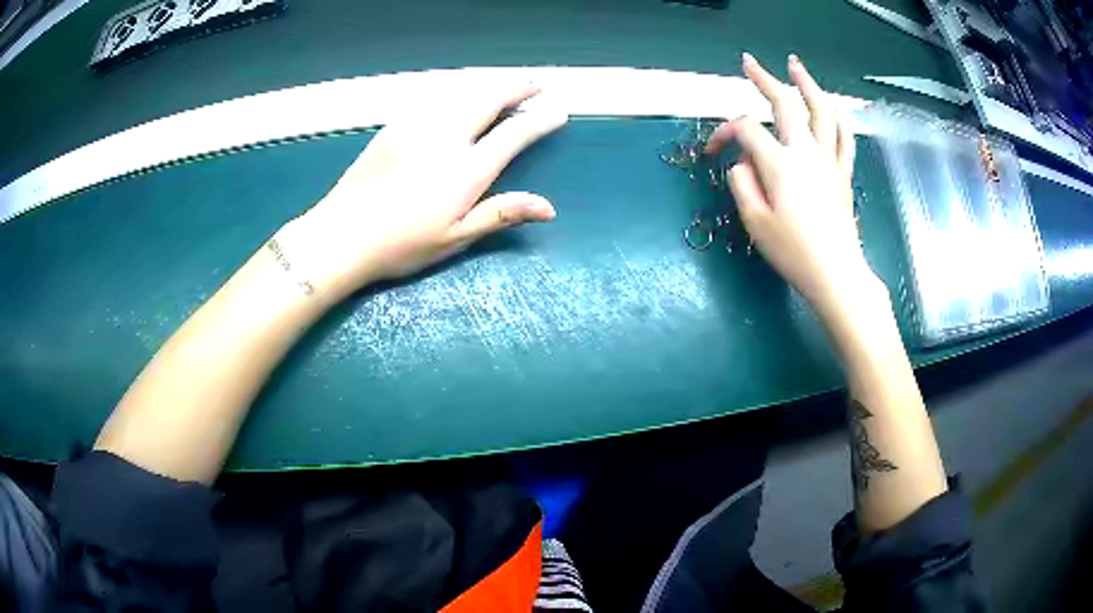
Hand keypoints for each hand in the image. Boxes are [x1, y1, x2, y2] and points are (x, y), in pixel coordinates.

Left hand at [278, 83, 567, 300]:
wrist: (342, 234)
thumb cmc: (401, 244)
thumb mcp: (456, 237)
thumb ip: (501, 214)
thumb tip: (549, 207)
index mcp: (466, 169)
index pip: (514, 133)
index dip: (539, 122)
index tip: (557, 113)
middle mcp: (447, 137)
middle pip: (489, 99)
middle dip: (517, 88)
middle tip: (535, 84)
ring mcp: (418, 126)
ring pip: (462, 93)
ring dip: (489, 85)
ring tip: (505, 85)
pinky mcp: (396, 125)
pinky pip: (435, 98)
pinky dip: (458, 92)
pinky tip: (460, 97)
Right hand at [706, 54, 881, 320]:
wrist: (836, 274)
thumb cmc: (793, 252)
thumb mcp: (754, 222)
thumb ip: (742, 183)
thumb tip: (742, 163)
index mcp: (779, 163)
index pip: (746, 131)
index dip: (724, 133)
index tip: (713, 151)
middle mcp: (805, 152)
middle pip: (785, 103)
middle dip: (764, 79)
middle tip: (749, 63)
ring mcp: (829, 159)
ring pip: (821, 110)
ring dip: (807, 84)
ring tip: (796, 66)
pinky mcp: (843, 173)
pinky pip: (845, 136)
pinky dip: (838, 116)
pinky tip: (832, 107)